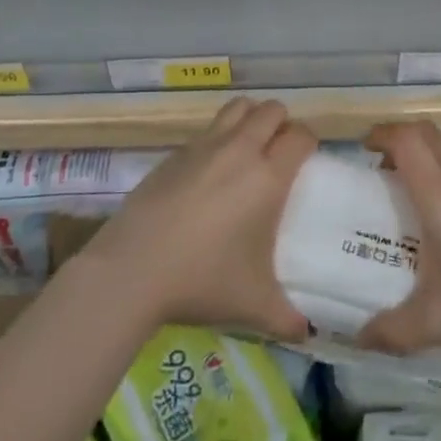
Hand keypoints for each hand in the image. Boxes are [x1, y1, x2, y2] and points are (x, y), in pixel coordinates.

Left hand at [78, 97, 316, 340]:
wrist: (132, 270)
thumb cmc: (202, 281)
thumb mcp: (254, 306)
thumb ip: (288, 318)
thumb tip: (307, 332)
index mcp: (267, 177)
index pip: (301, 135)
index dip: (309, 143)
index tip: (306, 163)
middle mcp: (239, 150)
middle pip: (271, 110)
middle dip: (281, 124)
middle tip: (279, 154)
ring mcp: (203, 146)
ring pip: (237, 108)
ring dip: (249, 119)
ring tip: (248, 149)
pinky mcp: (174, 153)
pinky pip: (207, 130)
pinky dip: (218, 139)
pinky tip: (209, 173)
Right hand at [358, 121, 440, 363]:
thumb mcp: (438, 322)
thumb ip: (393, 330)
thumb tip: (359, 337)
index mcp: (440, 192)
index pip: (405, 139)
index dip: (381, 134)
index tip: (362, 149)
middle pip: (426, 134)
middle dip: (400, 141)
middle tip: (382, 171)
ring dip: (427, 159)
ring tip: (413, 199)